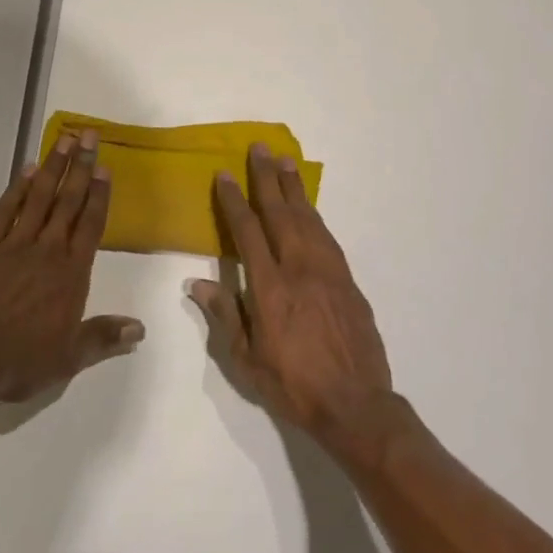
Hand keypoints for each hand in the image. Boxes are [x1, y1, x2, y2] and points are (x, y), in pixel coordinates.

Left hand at [0, 129, 143, 405]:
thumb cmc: (18, 361)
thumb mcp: (68, 358)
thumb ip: (103, 338)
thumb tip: (139, 329)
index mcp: (71, 274)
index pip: (91, 225)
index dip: (99, 195)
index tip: (105, 167)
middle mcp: (47, 251)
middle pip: (68, 202)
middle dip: (80, 167)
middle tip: (89, 135)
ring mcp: (14, 244)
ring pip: (39, 197)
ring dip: (53, 167)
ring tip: (64, 140)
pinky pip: (4, 210)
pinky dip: (17, 188)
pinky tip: (27, 170)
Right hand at [190, 144, 395, 444]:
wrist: (356, 404)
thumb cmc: (293, 385)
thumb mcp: (247, 360)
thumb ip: (225, 315)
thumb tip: (196, 282)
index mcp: (270, 288)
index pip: (248, 232)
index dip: (234, 201)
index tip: (224, 175)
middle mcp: (299, 269)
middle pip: (280, 213)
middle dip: (267, 179)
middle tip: (260, 148)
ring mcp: (328, 272)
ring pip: (308, 219)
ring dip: (294, 189)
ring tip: (285, 162)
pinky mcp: (348, 281)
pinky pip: (327, 237)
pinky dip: (315, 216)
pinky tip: (309, 208)